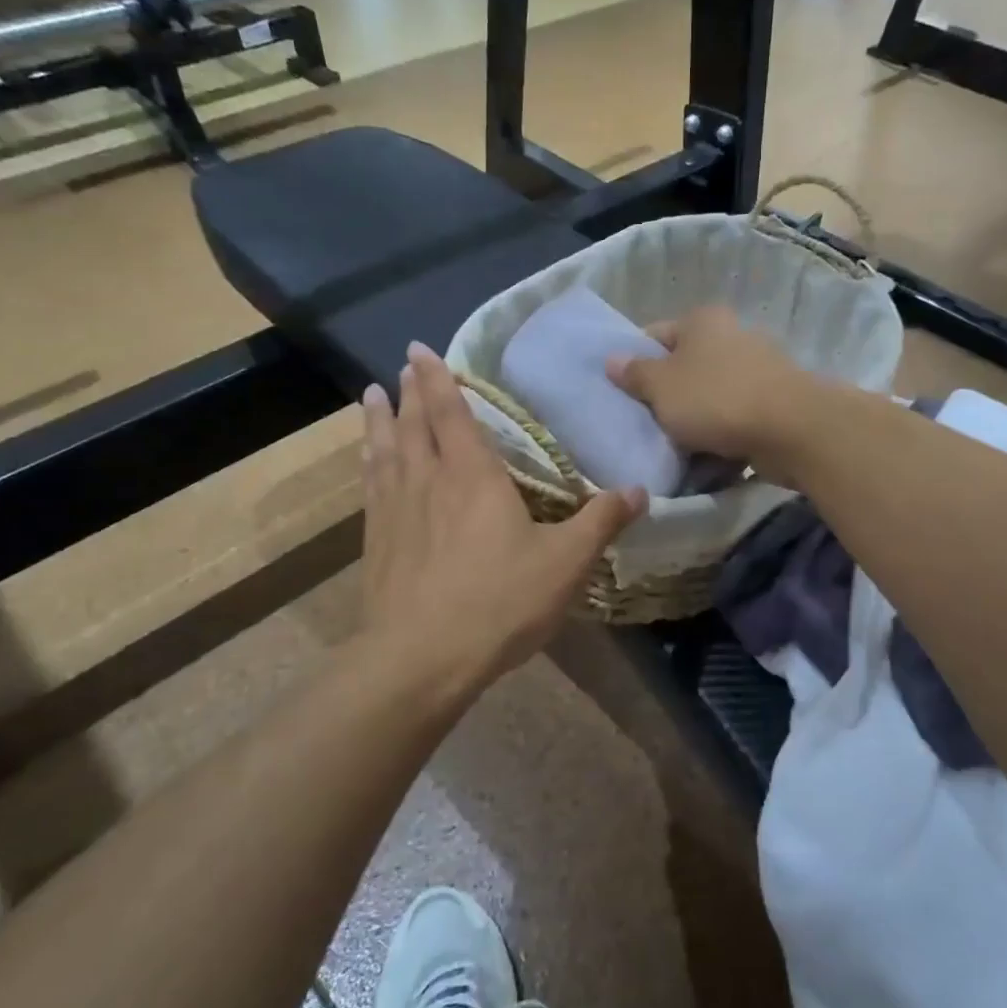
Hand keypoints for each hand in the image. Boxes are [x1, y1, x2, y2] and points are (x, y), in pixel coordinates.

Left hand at [360, 343, 645, 702]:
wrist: (421, 657)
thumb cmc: (499, 602)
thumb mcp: (565, 563)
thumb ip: (601, 522)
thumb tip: (639, 491)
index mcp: (473, 476)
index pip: (450, 412)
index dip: (436, 379)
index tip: (420, 350)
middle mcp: (428, 481)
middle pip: (413, 425)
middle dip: (409, 393)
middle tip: (403, 367)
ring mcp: (395, 510)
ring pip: (384, 451)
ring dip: (379, 421)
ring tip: (370, 397)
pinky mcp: (376, 541)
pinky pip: (370, 486)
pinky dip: (368, 464)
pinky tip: (367, 464)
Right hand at [604, 307, 823, 478]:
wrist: (791, 429)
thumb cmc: (715, 399)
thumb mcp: (661, 387)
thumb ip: (635, 374)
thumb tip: (612, 359)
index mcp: (702, 320)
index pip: (655, 334)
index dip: (635, 360)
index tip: (622, 392)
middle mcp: (732, 335)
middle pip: (686, 366)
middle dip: (666, 394)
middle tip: (645, 423)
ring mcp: (758, 369)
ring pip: (711, 394)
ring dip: (695, 418)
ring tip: (674, 445)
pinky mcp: (775, 402)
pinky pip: (736, 417)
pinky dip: (722, 433)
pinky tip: (709, 455)